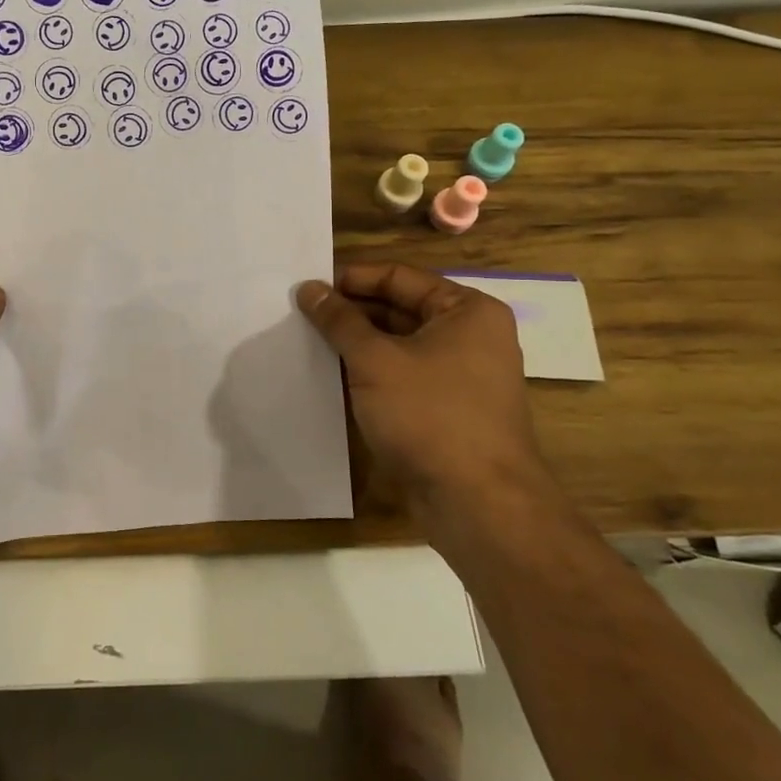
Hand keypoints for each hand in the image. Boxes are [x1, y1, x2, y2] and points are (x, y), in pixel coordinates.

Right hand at [296, 263, 546, 519]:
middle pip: (400, 308)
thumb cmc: (429, 415)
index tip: (309, 287)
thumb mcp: (375, 360)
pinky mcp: (449, 408)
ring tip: (310, 341)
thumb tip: (309, 288)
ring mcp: (462, 375)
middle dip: (352, 312)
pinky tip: (333, 375)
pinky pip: (404, 375)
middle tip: (302, 313)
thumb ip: (339, 320)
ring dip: (358, 343)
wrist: (477, 503)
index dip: (352, 279)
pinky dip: (372, 371)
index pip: (400, 277)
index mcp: (467, 311)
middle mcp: (471, 336)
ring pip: (399, 344)